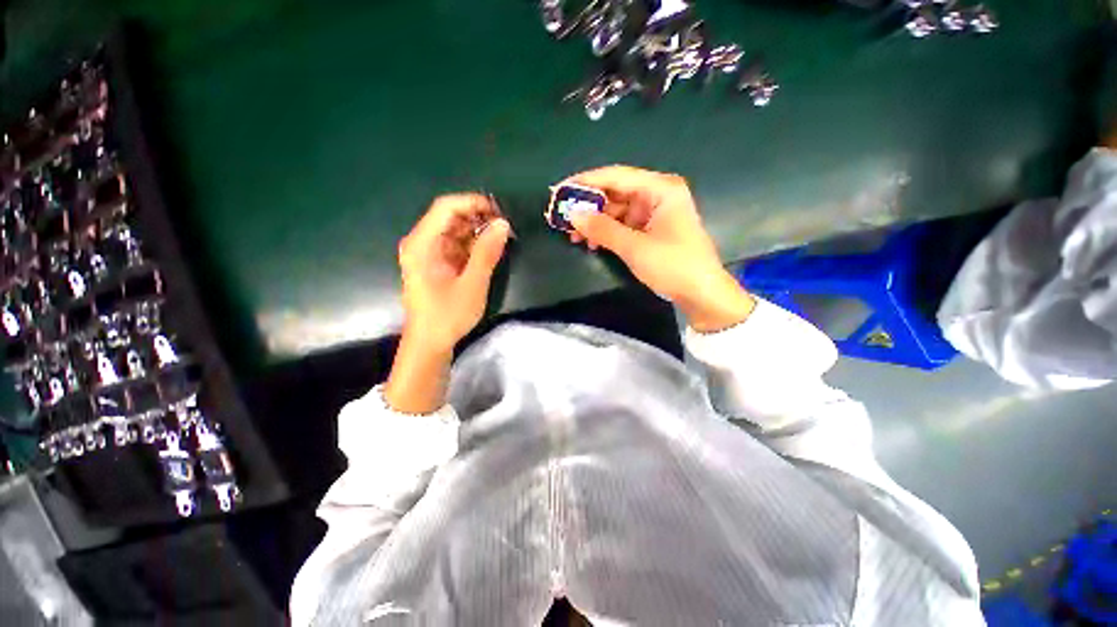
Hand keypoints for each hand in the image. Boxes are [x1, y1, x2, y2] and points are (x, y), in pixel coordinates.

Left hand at [385, 194, 509, 413]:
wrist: (429, 343)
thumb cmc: (448, 315)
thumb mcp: (472, 284)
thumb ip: (487, 252)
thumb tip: (503, 224)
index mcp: (422, 244)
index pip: (446, 207)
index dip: (473, 203)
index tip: (499, 211)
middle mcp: (421, 242)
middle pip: (449, 216)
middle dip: (478, 217)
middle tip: (504, 227)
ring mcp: (428, 252)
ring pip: (454, 229)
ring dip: (477, 231)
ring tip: (501, 238)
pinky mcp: (436, 262)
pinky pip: (455, 244)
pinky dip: (473, 244)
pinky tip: (489, 250)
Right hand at [564, 166, 754, 331]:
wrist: (701, 294)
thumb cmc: (673, 266)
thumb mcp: (634, 247)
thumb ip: (602, 229)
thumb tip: (572, 214)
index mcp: (660, 188)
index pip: (615, 176)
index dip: (585, 182)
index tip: (559, 190)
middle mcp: (657, 194)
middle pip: (615, 192)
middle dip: (588, 206)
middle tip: (563, 218)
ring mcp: (655, 212)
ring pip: (616, 210)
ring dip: (595, 222)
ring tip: (573, 236)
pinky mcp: (652, 228)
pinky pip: (623, 224)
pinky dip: (607, 232)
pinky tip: (592, 243)